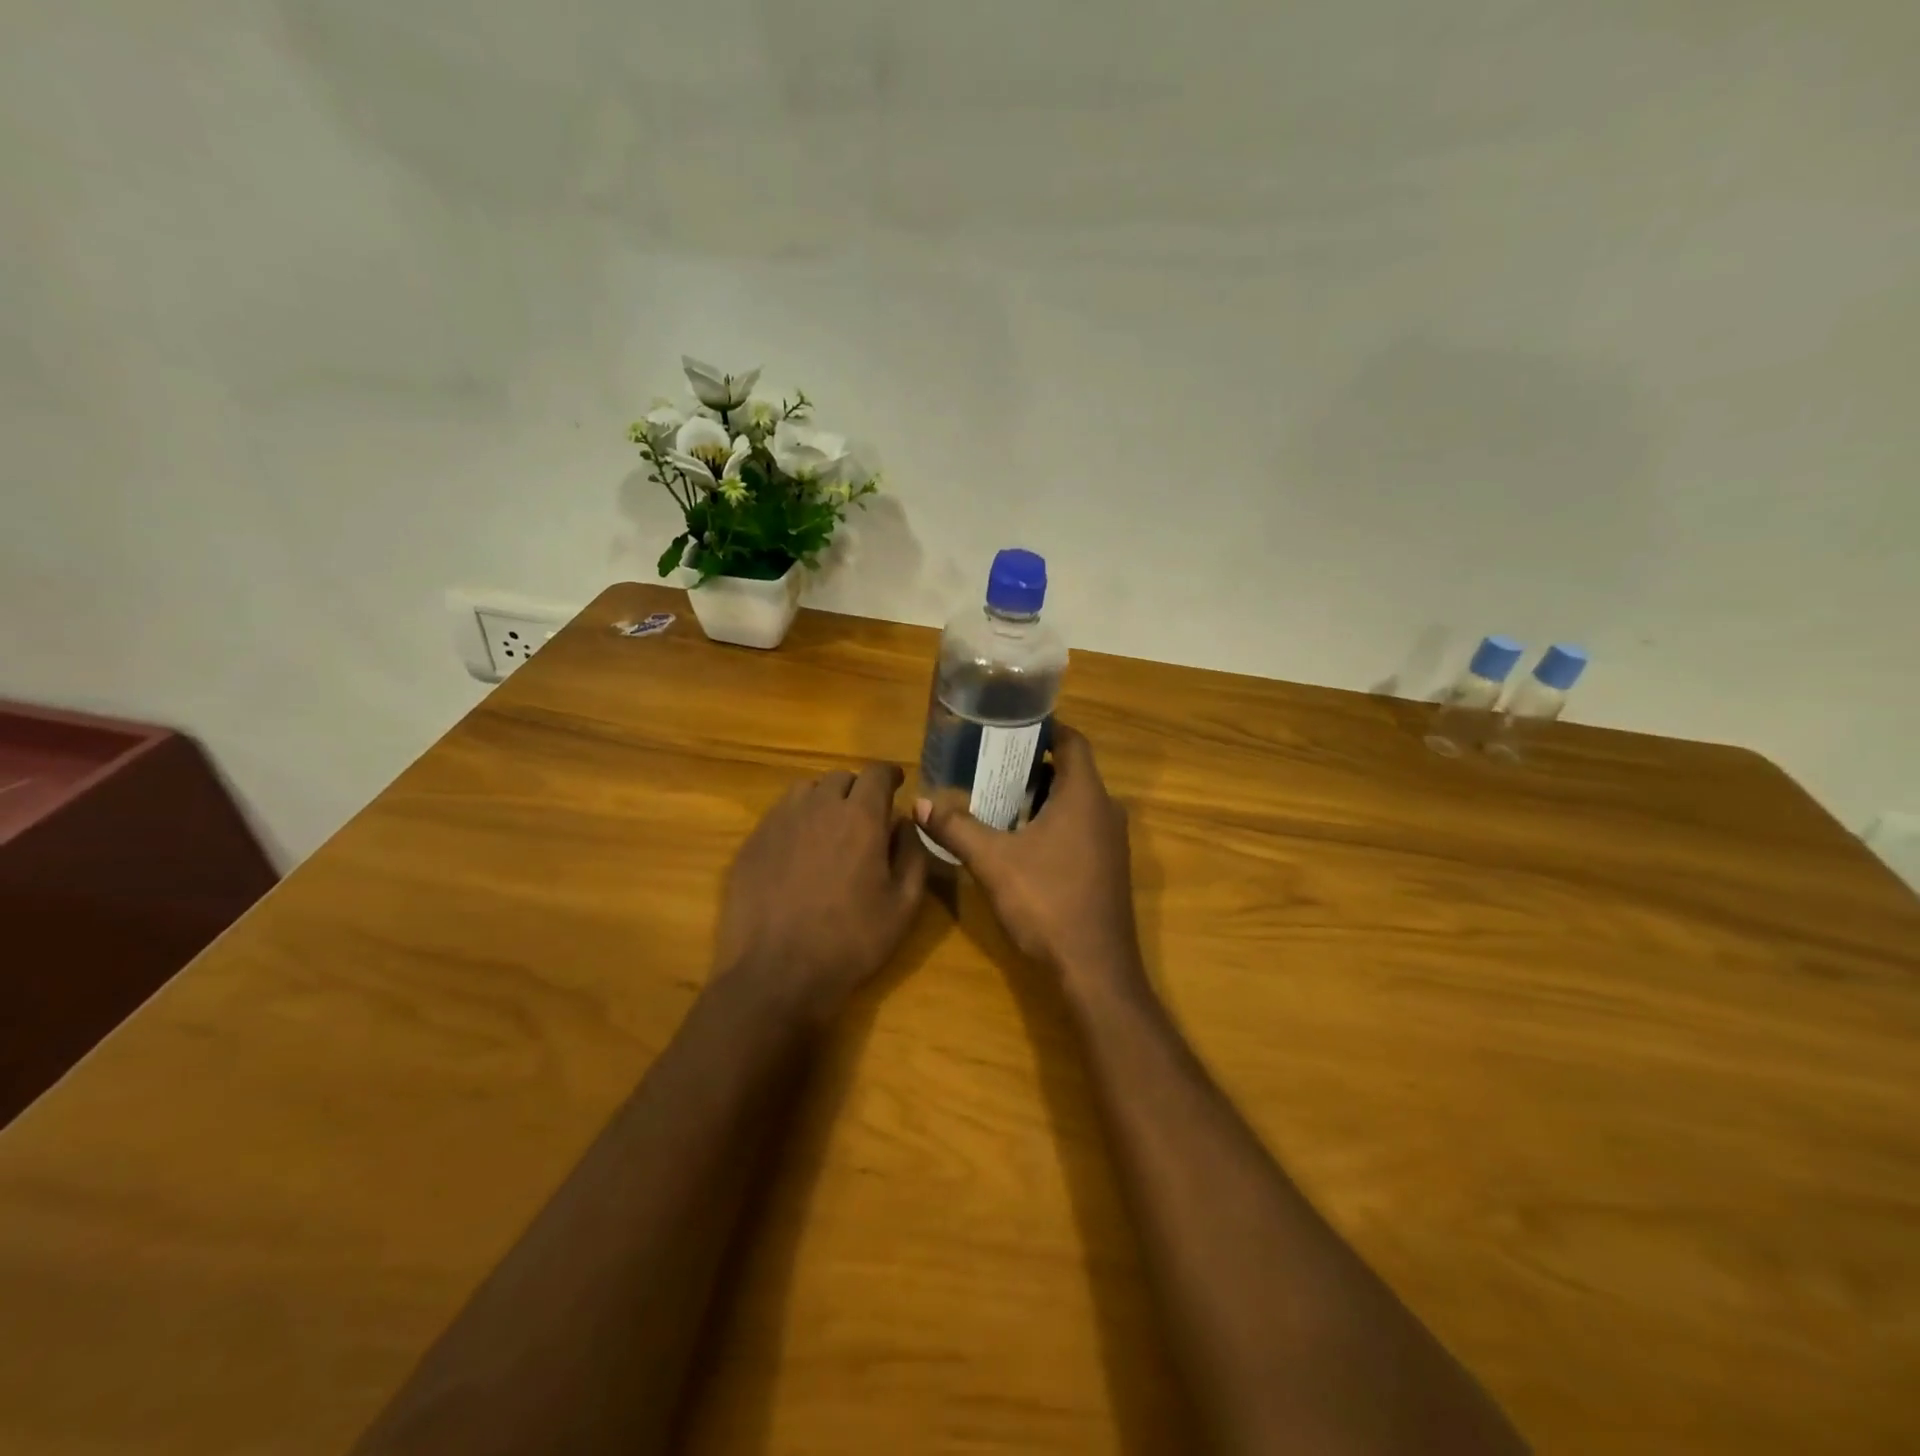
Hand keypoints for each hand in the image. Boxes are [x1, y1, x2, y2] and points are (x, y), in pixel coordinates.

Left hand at [714, 763, 927, 1023]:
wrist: (777, 974)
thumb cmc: (851, 941)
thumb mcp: (904, 905)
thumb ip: (913, 854)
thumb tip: (906, 822)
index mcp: (860, 817)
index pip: (877, 773)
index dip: (890, 775)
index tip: (896, 784)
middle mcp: (818, 807)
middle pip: (841, 778)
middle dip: (858, 790)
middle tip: (865, 817)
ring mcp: (779, 822)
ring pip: (806, 791)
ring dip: (824, 801)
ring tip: (829, 830)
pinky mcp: (752, 842)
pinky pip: (779, 815)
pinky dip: (795, 821)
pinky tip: (798, 853)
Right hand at [913, 724, 1144, 997]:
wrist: (1095, 968)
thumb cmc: (1047, 902)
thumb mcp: (993, 862)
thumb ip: (956, 828)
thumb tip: (920, 803)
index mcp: (1085, 796)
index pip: (1072, 741)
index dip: (1045, 728)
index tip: (1010, 726)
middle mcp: (1105, 811)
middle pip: (1072, 771)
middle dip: (1033, 765)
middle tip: (991, 763)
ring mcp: (1111, 841)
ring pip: (1076, 802)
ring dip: (1042, 796)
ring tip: (999, 798)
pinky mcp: (1108, 867)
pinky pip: (1081, 827)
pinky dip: (1054, 822)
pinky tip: (1021, 839)